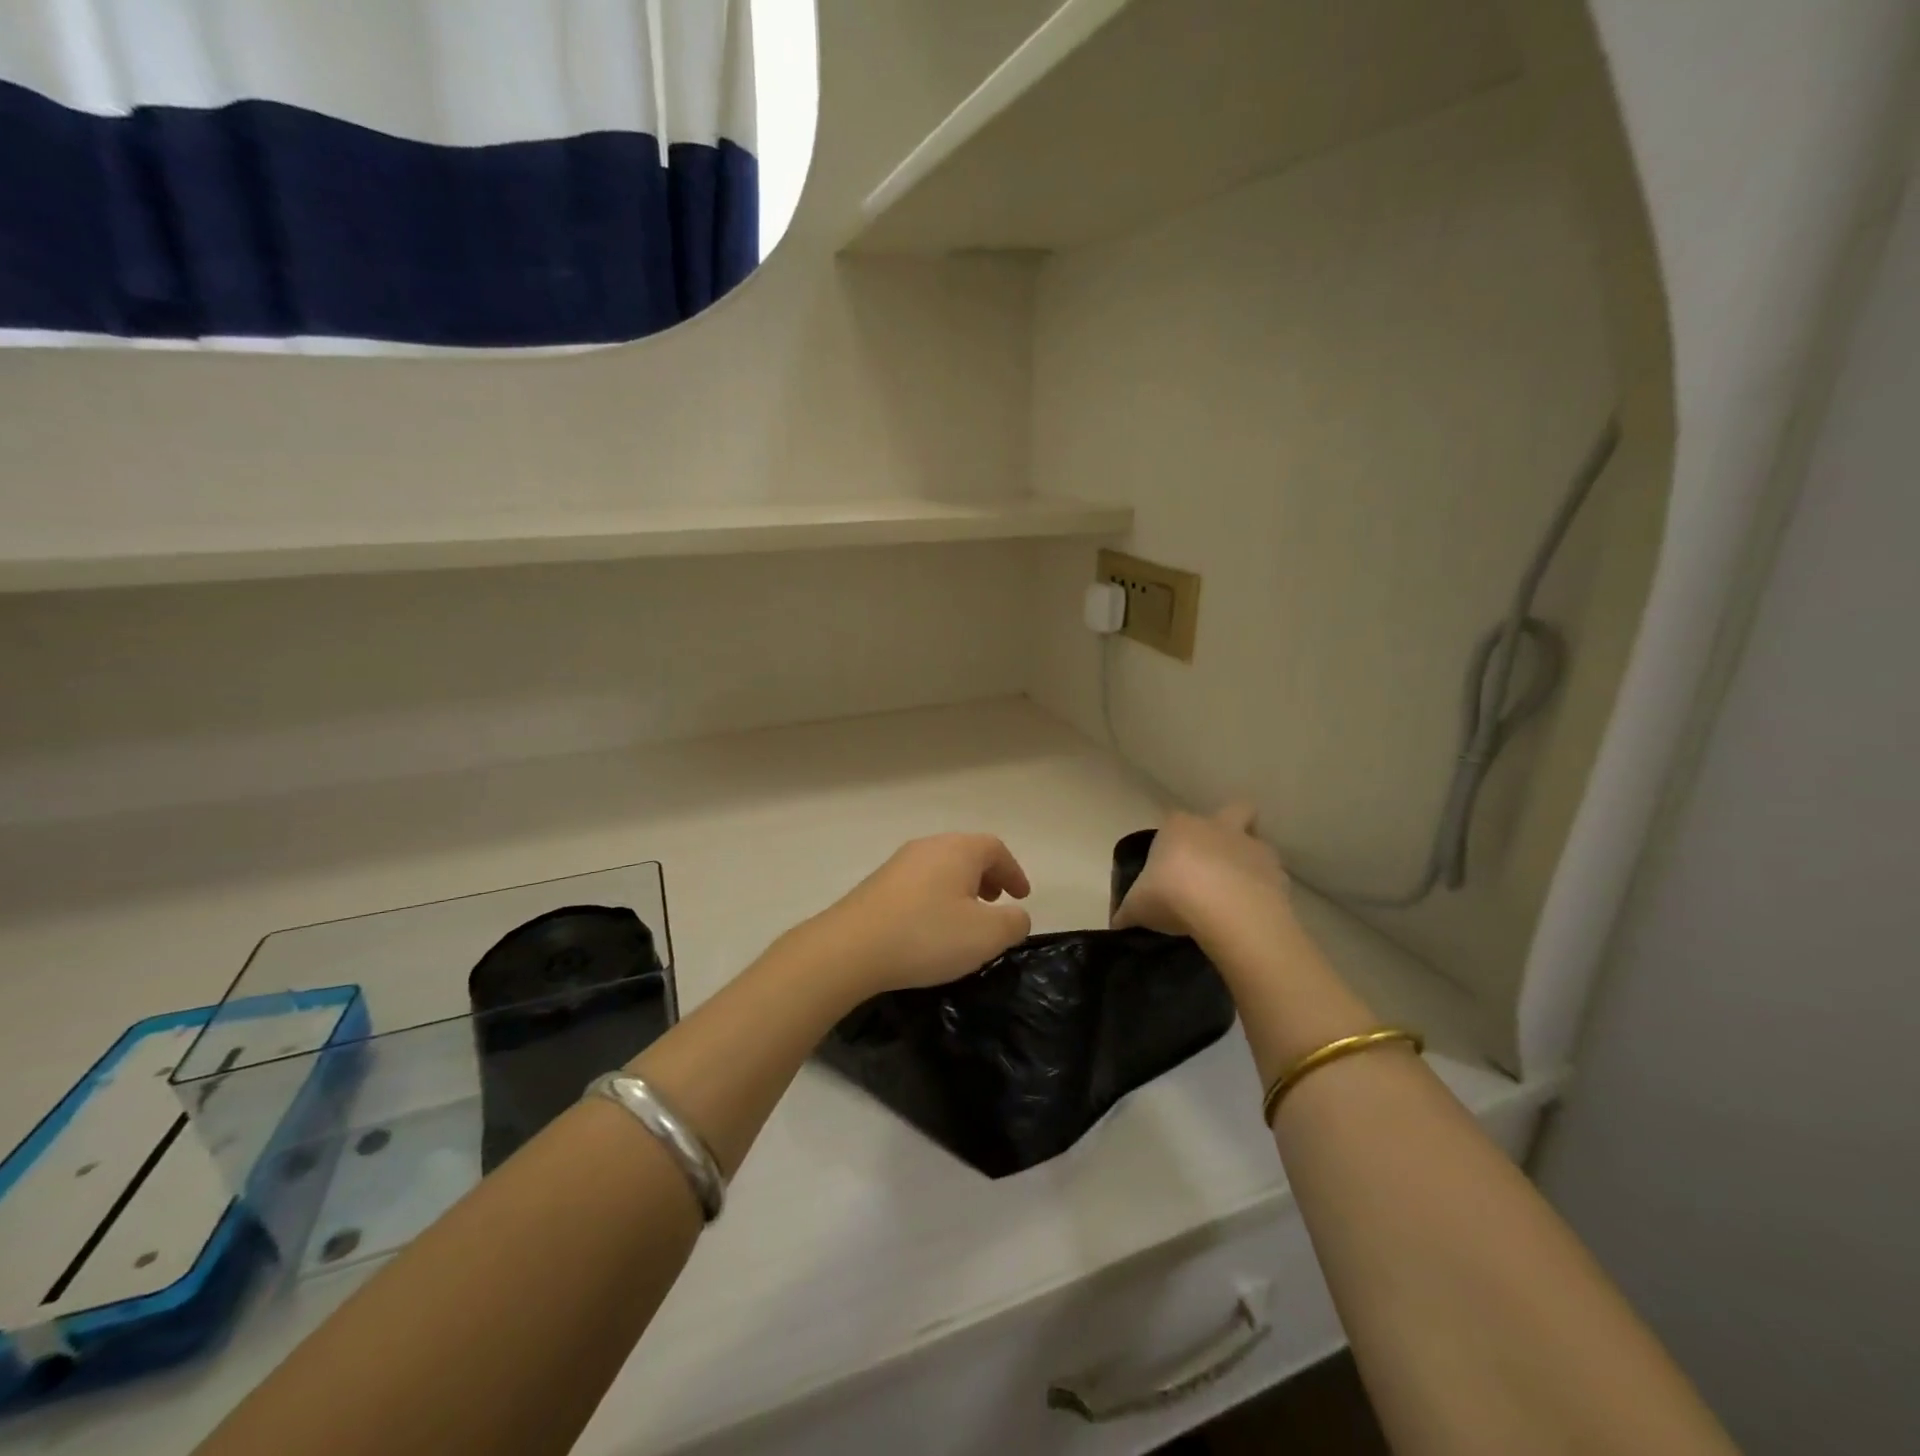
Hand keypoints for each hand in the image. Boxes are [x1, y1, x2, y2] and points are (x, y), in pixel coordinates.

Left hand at [808, 834, 1032, 995]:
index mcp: (957, 850)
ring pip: (941, 868)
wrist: (849, 949)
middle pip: (966, 853)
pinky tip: (931, 928)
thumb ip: (1013, 923)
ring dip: (961, 888)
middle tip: (996, 903)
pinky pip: (919, 883)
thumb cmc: (926, 935)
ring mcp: (898, 864)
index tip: (1022, 897)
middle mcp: (927, 847)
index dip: (1013, 871)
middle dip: (987, 877)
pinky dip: (936, 897)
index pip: (995, 849)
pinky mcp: (877, 885)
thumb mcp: (986, 936)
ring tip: (966, 918)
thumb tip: (1016, 916)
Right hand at [1113, 803, 1293, 946]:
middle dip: (1229, 827)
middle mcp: (1217, 827)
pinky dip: (1264, 891)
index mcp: (1179, 827)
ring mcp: (1251, 847)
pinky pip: (1271, 877)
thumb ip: (1128, 912)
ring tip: (1235, 895)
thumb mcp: (1137, 907)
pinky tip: (1251, 914)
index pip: (1173, 823)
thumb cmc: (1172, 896)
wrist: (1226, 911)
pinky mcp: (1277, 873)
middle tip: (1214, 862)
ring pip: (1256, 842)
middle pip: (1232, 811)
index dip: (1171, 843)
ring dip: (1248, 862)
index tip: (1167, 871)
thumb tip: (1117, 924)